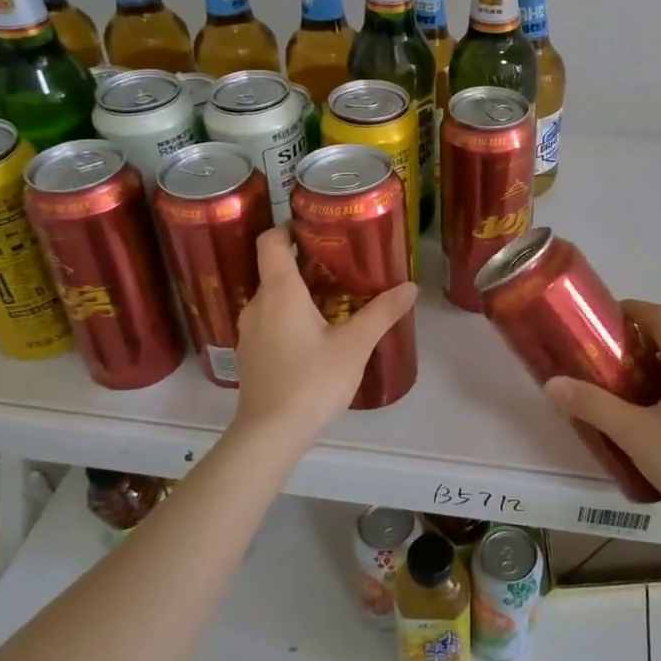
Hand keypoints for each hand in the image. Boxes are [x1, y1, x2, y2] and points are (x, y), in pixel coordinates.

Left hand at [229, 226, 417, 445]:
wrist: (270, 434)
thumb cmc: (312, 381)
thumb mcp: (355, 345)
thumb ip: (382, 313)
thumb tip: (411, 287)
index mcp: (280, 291)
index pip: (272, 241)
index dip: (288, 227)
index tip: (315, 227)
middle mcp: (257, 304)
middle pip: (274, 268)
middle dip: (304, 262)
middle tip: (339, 263)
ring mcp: (249, 331)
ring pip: (272, 297)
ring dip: (297, 292)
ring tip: (332, 298)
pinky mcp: (250, 354)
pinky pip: (269, 320)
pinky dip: (288, 316)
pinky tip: (314, 334)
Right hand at [544, 300, 660, 534]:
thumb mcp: (635, 434)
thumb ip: (593, 406)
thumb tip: (552, 383)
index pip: (659, 315)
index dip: (629, 309)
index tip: (598, 320)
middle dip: (633, 339)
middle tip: (598, 355)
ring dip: (647, 363)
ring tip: (614, 384)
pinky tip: (643, 413)